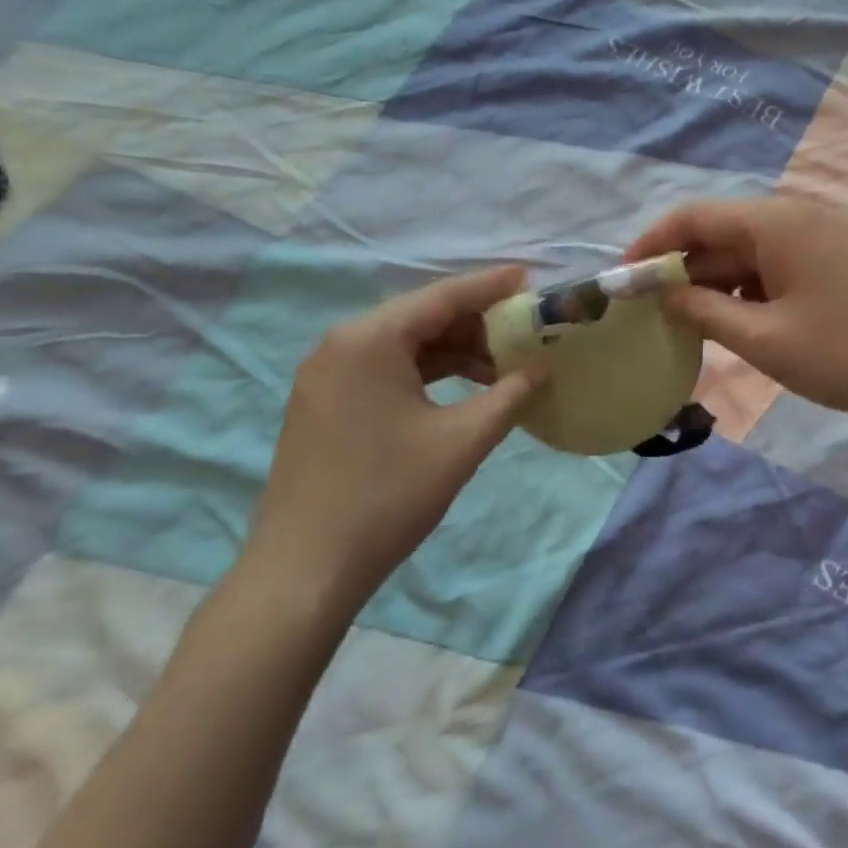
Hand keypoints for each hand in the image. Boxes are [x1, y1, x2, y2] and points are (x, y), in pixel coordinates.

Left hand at [240, 268, 542, 619]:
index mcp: (369, 340)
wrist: (306, 569)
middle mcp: (341, 344)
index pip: (442, 297)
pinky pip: (383, 369)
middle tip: (522, 334)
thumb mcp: (461, 442)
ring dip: (452, 352)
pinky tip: (459, 391)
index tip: (528, 278)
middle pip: (420, 317)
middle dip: (474, 324)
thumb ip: (509, 396)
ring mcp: (326, 374)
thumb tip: (541, 370)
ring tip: (500, 369)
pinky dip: (424, 374)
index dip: (489, 286)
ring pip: (402, 345)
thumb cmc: (388, 496)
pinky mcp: (323, 403)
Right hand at [625, 198, 847, 425]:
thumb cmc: (846, 354)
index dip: (652, 244)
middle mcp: (795, 217)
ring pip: (747, 252)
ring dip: (714, 283)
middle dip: (682, 269)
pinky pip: (774, 265)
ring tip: (687, 323)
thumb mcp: (764, 339)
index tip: (623, 279)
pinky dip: (747, 290)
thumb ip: (704, 312)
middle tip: (650, 311)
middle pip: (720, 233)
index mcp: (775, 223)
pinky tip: (735, 322)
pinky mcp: (833, 261)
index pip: (694, 216)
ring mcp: (818, 238)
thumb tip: (664, 294)